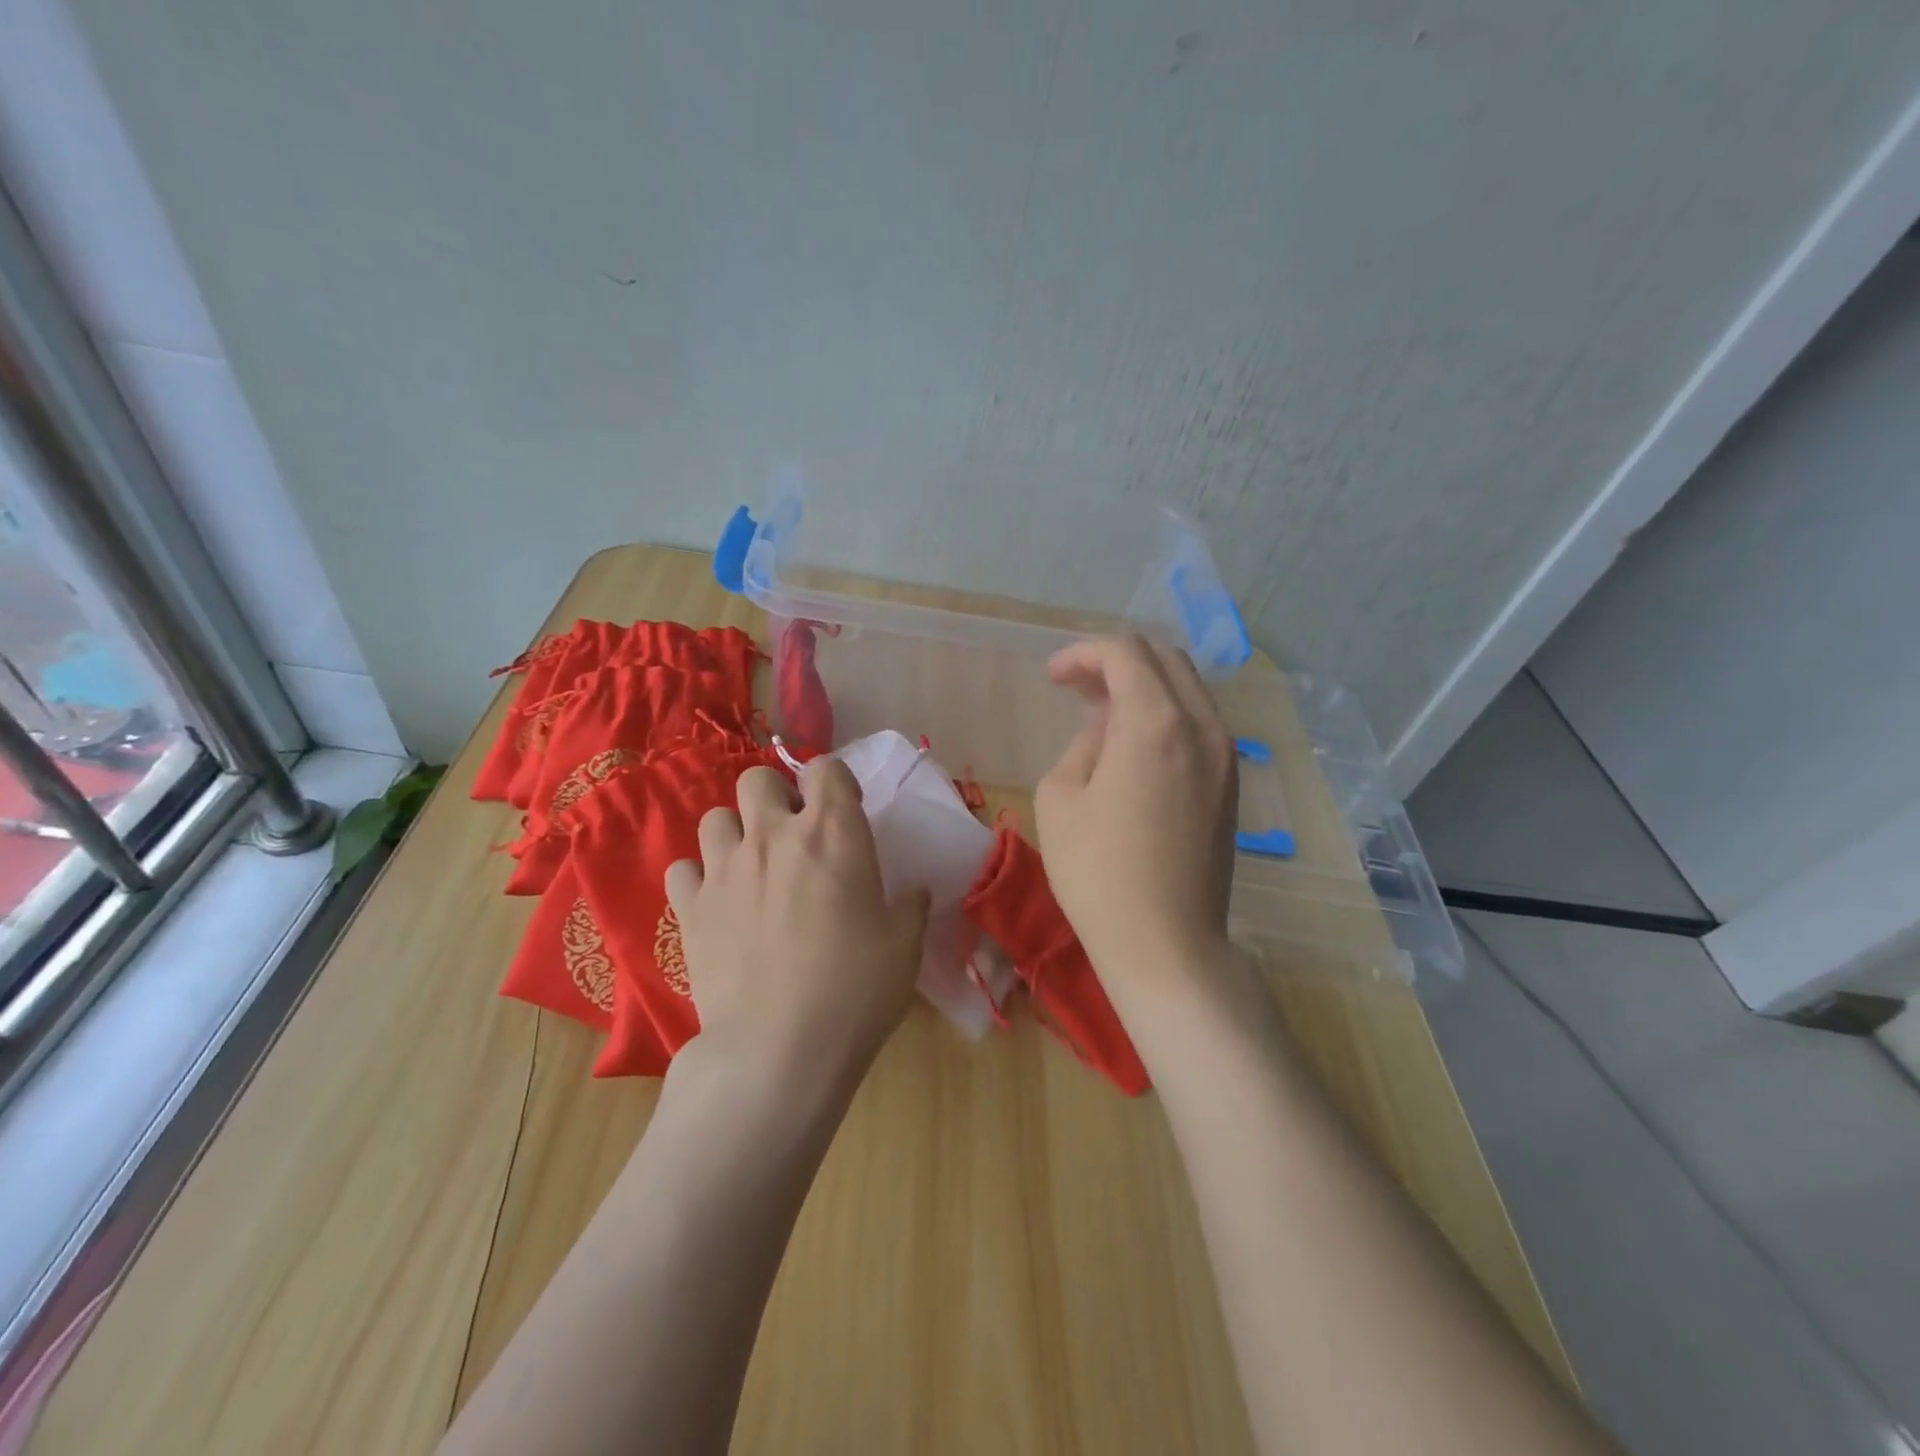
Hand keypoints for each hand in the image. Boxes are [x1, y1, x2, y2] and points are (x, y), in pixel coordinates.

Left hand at [667, 759, 930, 1084]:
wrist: (780, 1048)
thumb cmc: (856, 989)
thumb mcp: (904, 945)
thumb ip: (911, 907)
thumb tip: (916, 892)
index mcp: (832, 832)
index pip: (826, 768)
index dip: (835, 782)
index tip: (845, 811)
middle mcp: (773, 835)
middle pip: (758, 779)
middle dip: (775, 797)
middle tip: (792, 836)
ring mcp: (725, 868)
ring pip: (714, 817)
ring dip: (735, 833)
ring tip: (751, 867)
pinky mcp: (690, 906)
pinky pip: (683, 869)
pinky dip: (699, 878)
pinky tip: (717, 903)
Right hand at [1034, 636, 1237, 994]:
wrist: (1167, 944)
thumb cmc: (1098, 874)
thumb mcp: (1060, 798)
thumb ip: (1082, 746)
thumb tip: (1106, 732)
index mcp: (1155, 723)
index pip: (1125, 654)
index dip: (1083, 654)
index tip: (1053, 677)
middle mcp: (1202, 726)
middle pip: (1164, 659)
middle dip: (1116, 662)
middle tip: (1076, 688)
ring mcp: (1225, 756)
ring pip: (1188, 689)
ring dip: (1144, 687)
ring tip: (1102, 715)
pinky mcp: (1231, 784)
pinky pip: (1200, 723)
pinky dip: (1167, 714)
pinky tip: (1135, 746)